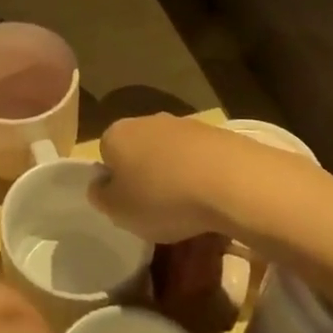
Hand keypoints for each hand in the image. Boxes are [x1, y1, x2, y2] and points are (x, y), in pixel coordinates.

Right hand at [90, 113, 244, 242]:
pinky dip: (203, 176)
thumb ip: (101, 197)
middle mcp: (146, 121)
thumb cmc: (163, 198)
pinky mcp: (218, 134)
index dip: (115, 182)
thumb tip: (100, 187)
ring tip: (190, 209)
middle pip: (138, 151)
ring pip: (171, 154)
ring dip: (175, 175)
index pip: (105, 155)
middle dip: (146, 176)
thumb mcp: (118, 211)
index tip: (129, 206)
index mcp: (116, 134)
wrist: (232, 181)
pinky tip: (213, 200)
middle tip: (157, 209)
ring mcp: (184, 124)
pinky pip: (201, 159)